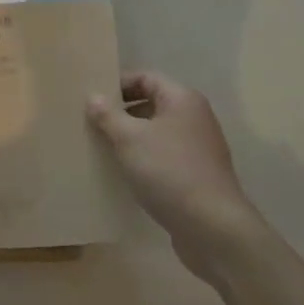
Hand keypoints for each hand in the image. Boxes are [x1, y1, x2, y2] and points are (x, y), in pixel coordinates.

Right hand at [88, 71, 257, 281]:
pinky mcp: (197, 173)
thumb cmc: (168, 171)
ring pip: (157, 131)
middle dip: (121, 112)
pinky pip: (164, 155)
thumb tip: (93, 96)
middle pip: (152, 103)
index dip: (117, 84)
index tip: (91, 99)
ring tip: (103, 148)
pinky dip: (145, 158)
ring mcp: (199, 146)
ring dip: (131, 137)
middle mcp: (195, 117)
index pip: (145, 77)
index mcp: (182, 99)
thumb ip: (108, 115)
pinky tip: (125, 172)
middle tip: (92, 123)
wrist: (212, 227)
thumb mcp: (130, 139)